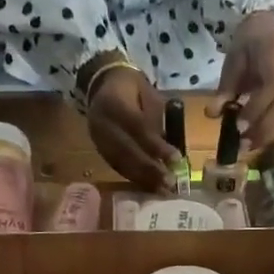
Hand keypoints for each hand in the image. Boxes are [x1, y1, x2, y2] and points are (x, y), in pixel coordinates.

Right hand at [85, 63, 173, 191]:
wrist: (103, 84)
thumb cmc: (133, 88)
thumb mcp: (148, 95)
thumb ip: (156, 120)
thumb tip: (168, 149)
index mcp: (113, 101)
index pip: (137, 128)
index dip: (156, 145)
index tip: (176, 159)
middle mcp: (101, 121)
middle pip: (126, 150)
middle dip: (149, 169)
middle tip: (169, 182)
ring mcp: (97, 138)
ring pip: (120, 162)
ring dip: (142, 178)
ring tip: (161, 189)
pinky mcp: (98, 149)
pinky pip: (116, 166)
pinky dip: (133, 177)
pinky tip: (148, 185)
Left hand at [215, 11, 273, 155]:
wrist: (270, 29)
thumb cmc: (249, 44)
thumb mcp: (233, 62)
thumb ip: (226, 88)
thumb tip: (212, 114)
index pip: (269, 92)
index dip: (253, 112)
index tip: (237, 128)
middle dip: (262, 131)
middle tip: (242, 146)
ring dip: (269, 136)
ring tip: (250, 146)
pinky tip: (262, 139)